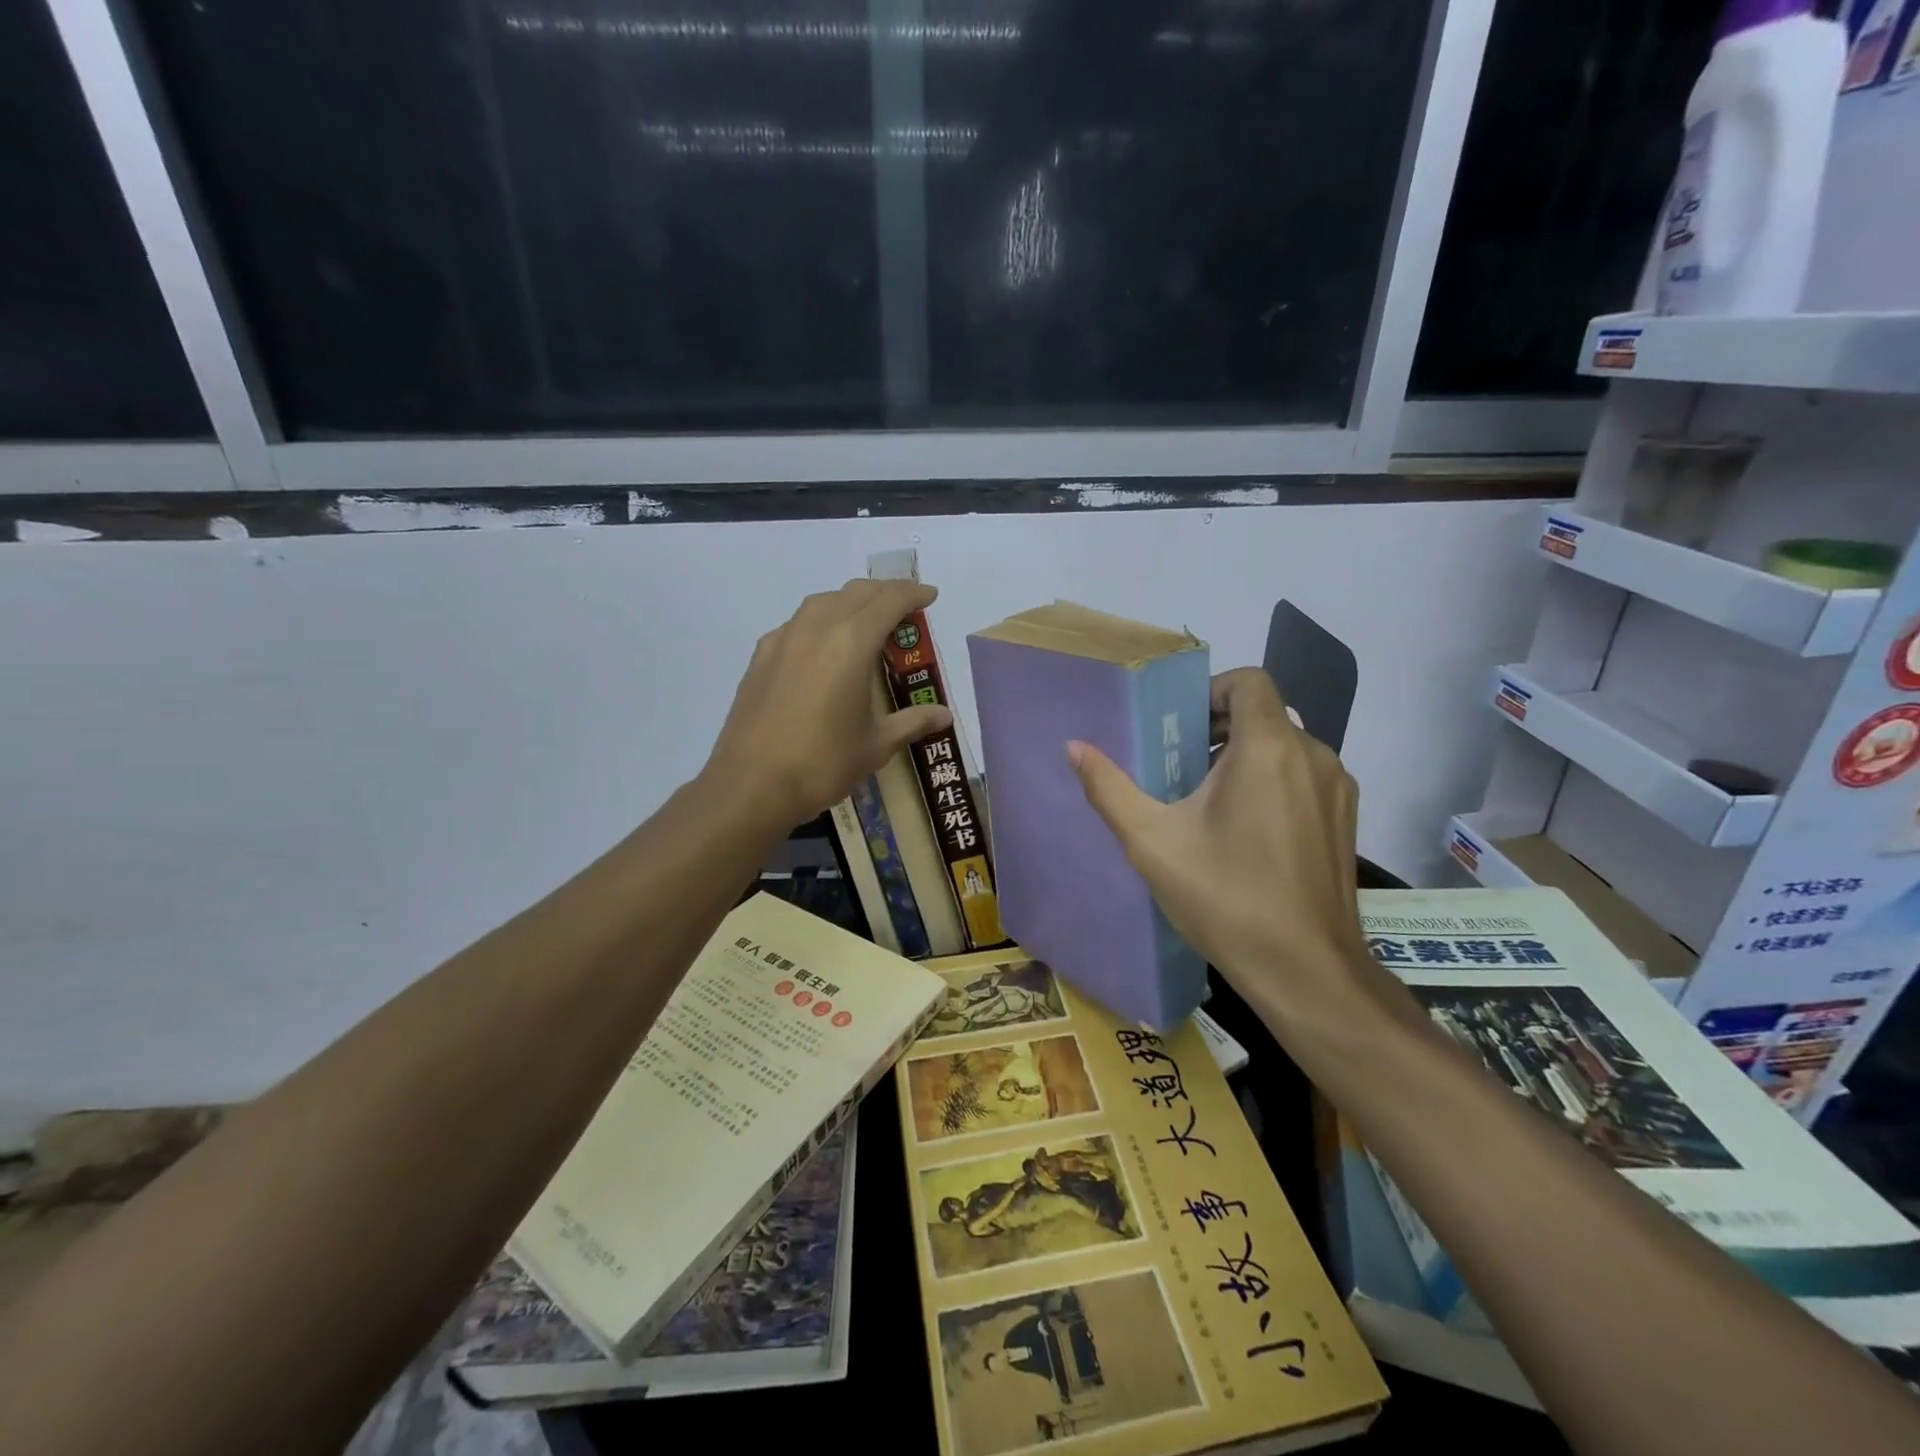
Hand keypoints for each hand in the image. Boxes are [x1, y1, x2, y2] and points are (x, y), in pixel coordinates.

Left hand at [706, 579, 953, 826]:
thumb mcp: (876, 745)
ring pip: (822, 601)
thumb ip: (912, 722)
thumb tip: (945, 715)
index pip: (889, 601)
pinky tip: (822, 647)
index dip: (913, 593)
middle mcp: (816, 629)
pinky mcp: (760, 657)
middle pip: (856, 593)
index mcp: (851, 643)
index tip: (930, 596)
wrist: (751, 785)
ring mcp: (783, 640)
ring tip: (865, 621)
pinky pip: (796, 624)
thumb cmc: (822, 763)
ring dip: (850, 601)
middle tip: (905, 608)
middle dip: (884, 592)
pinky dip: (819, 621)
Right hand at [1068, 668, 1388, 1030]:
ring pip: (1285, 747)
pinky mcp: (1346, 820)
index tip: (1178, 725)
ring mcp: (1337, 789)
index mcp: (1268, 748)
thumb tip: (1074, 747)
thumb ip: (1109, 788)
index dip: (1211, 691)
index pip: (1249, 681)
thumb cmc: (1225, 898)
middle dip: (1218, 729)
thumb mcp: (1152, 842)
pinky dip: (1272, 782)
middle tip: (1178, 766)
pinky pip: (1304, 777)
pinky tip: (1244, 832)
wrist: (1306, 971)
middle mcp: (1313, 756)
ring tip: (1205, 802)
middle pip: (1264, 714)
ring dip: (1244, 758)